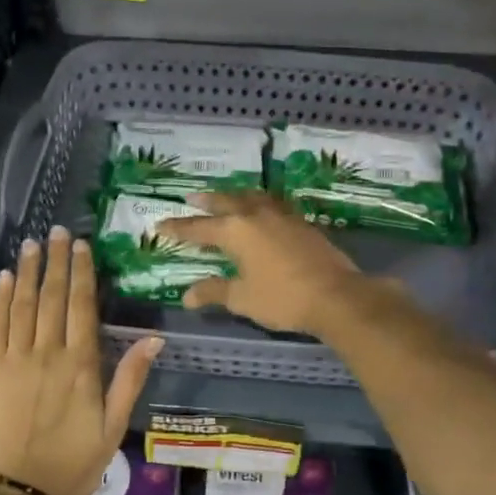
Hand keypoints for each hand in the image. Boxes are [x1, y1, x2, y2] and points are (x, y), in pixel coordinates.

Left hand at [0, 226, 162, 494]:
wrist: (18, 494)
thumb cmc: (73, 463)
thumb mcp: (114, 427)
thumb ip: (130, 379)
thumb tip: (154, 338)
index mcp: (81, 365)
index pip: (83, 306)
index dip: (82, 273)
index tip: (80, 245)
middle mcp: (48, 353)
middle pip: (54, 297)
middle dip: (56, 262)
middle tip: (56, 231)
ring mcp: (16, 359)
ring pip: (24, 305)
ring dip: (30, 271)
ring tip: (32, 243)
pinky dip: (2, 299)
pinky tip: (7, 278)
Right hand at [158, 191, 363, 334]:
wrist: (335, 296)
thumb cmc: (282, 298)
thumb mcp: (242, 298)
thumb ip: (214, 292)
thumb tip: (187, 296)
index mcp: (236, 231)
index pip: (199, 228)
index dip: (178, 228)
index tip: (160, 225)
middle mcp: (256, 215)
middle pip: (226, 202)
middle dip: (207, 201)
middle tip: (192, 198)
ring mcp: (282, 216)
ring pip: (252, 197)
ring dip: (235, 196)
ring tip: (227, 198)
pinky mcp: (302, 223)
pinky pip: (273, 204)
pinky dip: (259, 203)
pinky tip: (262, 211)